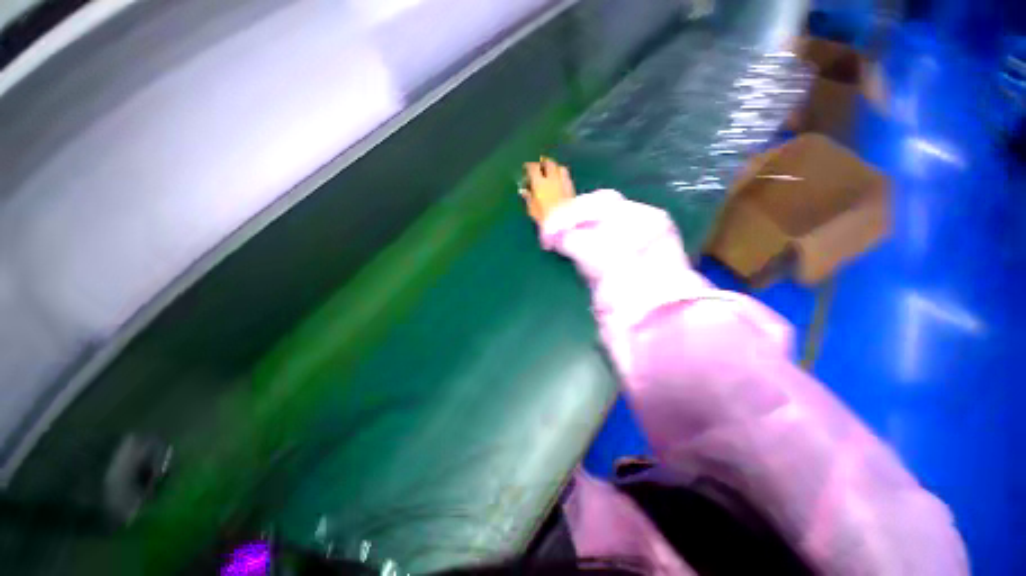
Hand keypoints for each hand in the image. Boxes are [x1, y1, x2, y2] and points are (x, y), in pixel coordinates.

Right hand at [521, 157, 575, 224]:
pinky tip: (559, 182)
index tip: (526, 168)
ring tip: (551, 173)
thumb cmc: (545, 218)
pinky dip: (561, 176)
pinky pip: (566, 176)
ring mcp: (564, 182)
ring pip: (560, 167)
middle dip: (543, 163)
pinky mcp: (572, 188)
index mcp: (540, 183)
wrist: (565, 223)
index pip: (533, 168)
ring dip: (554, 168)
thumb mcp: (533, 210)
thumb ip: (529, 198)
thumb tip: (524, 191)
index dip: (529, 166)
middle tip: (539, 167)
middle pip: (549, 163)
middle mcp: (553, 179)